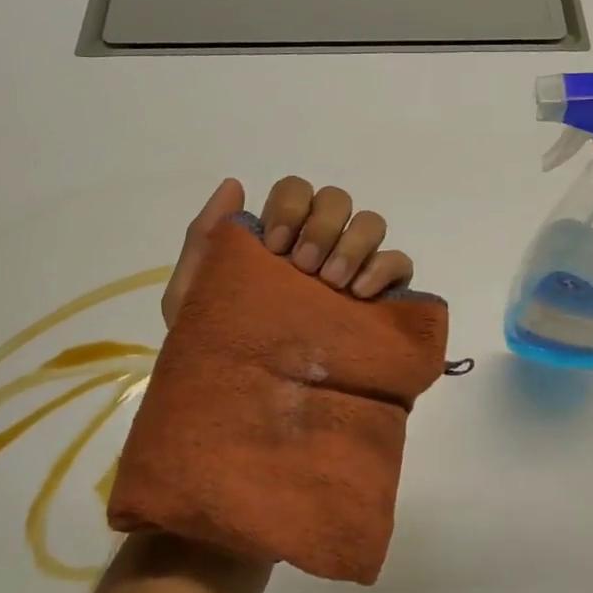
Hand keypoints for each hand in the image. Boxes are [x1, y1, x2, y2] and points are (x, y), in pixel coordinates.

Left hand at [161, 176, 415, 327]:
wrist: (251, 408)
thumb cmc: (218, 350)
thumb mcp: (193, 296)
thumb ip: (206, 238)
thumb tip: (235, 185)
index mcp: (278, 241)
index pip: (297, 191)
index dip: (291, 207)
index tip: (275, 247)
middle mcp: (319, 248)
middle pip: (337, 200)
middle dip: (321, 226)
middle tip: (303, 268)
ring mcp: (353, 272)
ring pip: (371, 223)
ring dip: (352, 244)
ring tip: (332, 283)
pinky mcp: (382, 301)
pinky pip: (399, 263)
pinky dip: (384, 267)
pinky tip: (361, 294)